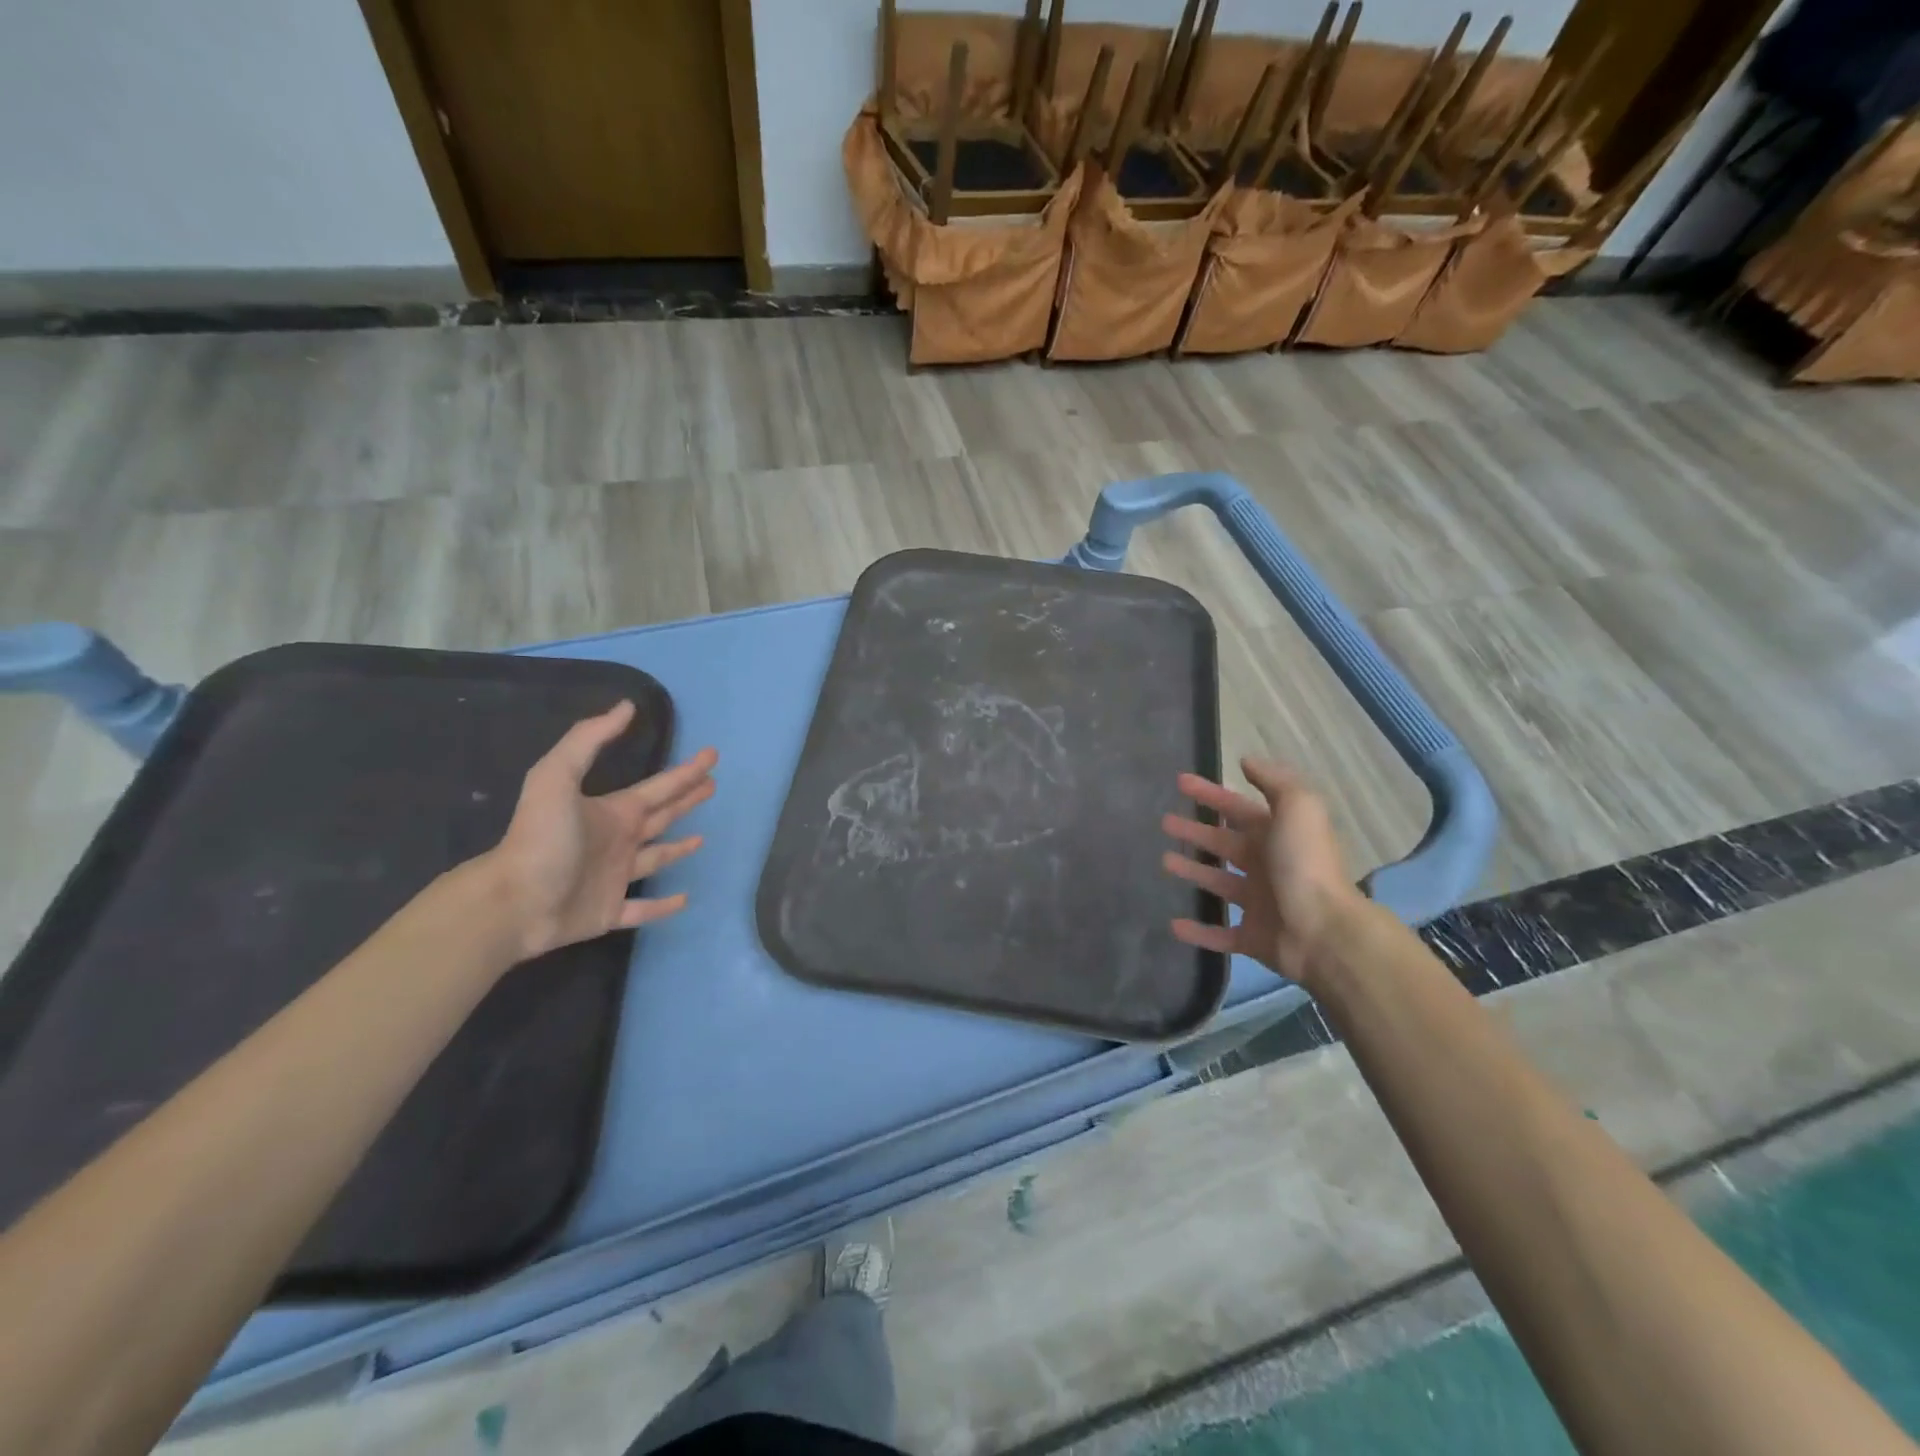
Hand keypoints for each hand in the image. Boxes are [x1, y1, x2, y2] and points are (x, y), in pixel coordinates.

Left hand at [483, 701, 716, 961]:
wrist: (513, 900)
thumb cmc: (541, 838)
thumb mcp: (557, 777)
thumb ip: (589, 740)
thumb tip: (626, 706)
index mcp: (612, 813)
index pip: (658, 788)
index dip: (685, 772)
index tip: (711, 756)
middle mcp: (618, 842)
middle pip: (661, 816)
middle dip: (686, 799)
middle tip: (712, 785)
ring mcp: (615, 878)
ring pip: (656, 860)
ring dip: (678, 849)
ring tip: (701, 838)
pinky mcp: (610, 911)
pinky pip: (644, 909)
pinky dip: (664, 907)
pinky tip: (685, 899)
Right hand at [1161, 757, 1360, 987]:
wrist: (1324, 930)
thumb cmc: (1305, 864)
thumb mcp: (1298, 808)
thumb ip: (1274, 781)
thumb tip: (1247, 761)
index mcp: (1277, 835)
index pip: (1236, 809)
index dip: (1210, 794)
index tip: (1180, 782)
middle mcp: (1267, 866)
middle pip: (1224, 843)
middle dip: (1195, 831)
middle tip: (1164, 822)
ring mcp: (1259, 903)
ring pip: (1219, 883)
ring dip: (1193, 872)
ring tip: (1164, 862)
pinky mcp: (1252, 937)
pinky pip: (1220, 934)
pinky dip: (1198, 931)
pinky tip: (1174, 924)